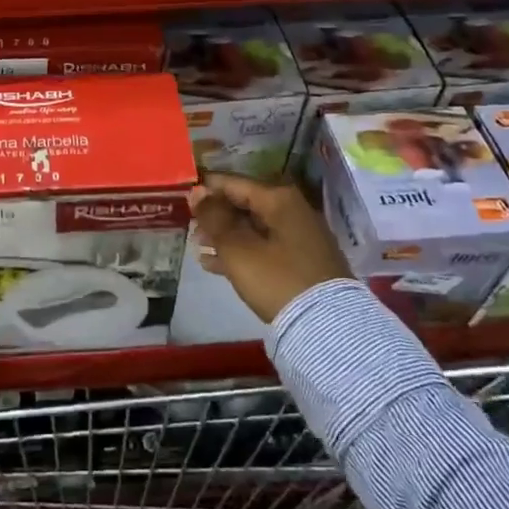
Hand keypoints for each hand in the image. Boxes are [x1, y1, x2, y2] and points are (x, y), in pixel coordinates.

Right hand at [190, 173, 350, 323]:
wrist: (326, 325)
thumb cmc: (276, 278)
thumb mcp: (237, 248)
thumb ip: (214, 218)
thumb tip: (197, 192)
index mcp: (278, 199)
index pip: (233, 183)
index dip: (206, 189)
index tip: (182, 200)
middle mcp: (292, 210)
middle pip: (244, 204)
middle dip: (216, 216)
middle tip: (191, 230)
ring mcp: (300, 236)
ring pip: (253, 228)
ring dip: (225, 237)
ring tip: (199, 248)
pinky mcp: (303, 261)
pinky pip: (264, 247)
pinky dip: (242, 252)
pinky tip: (217, 265)